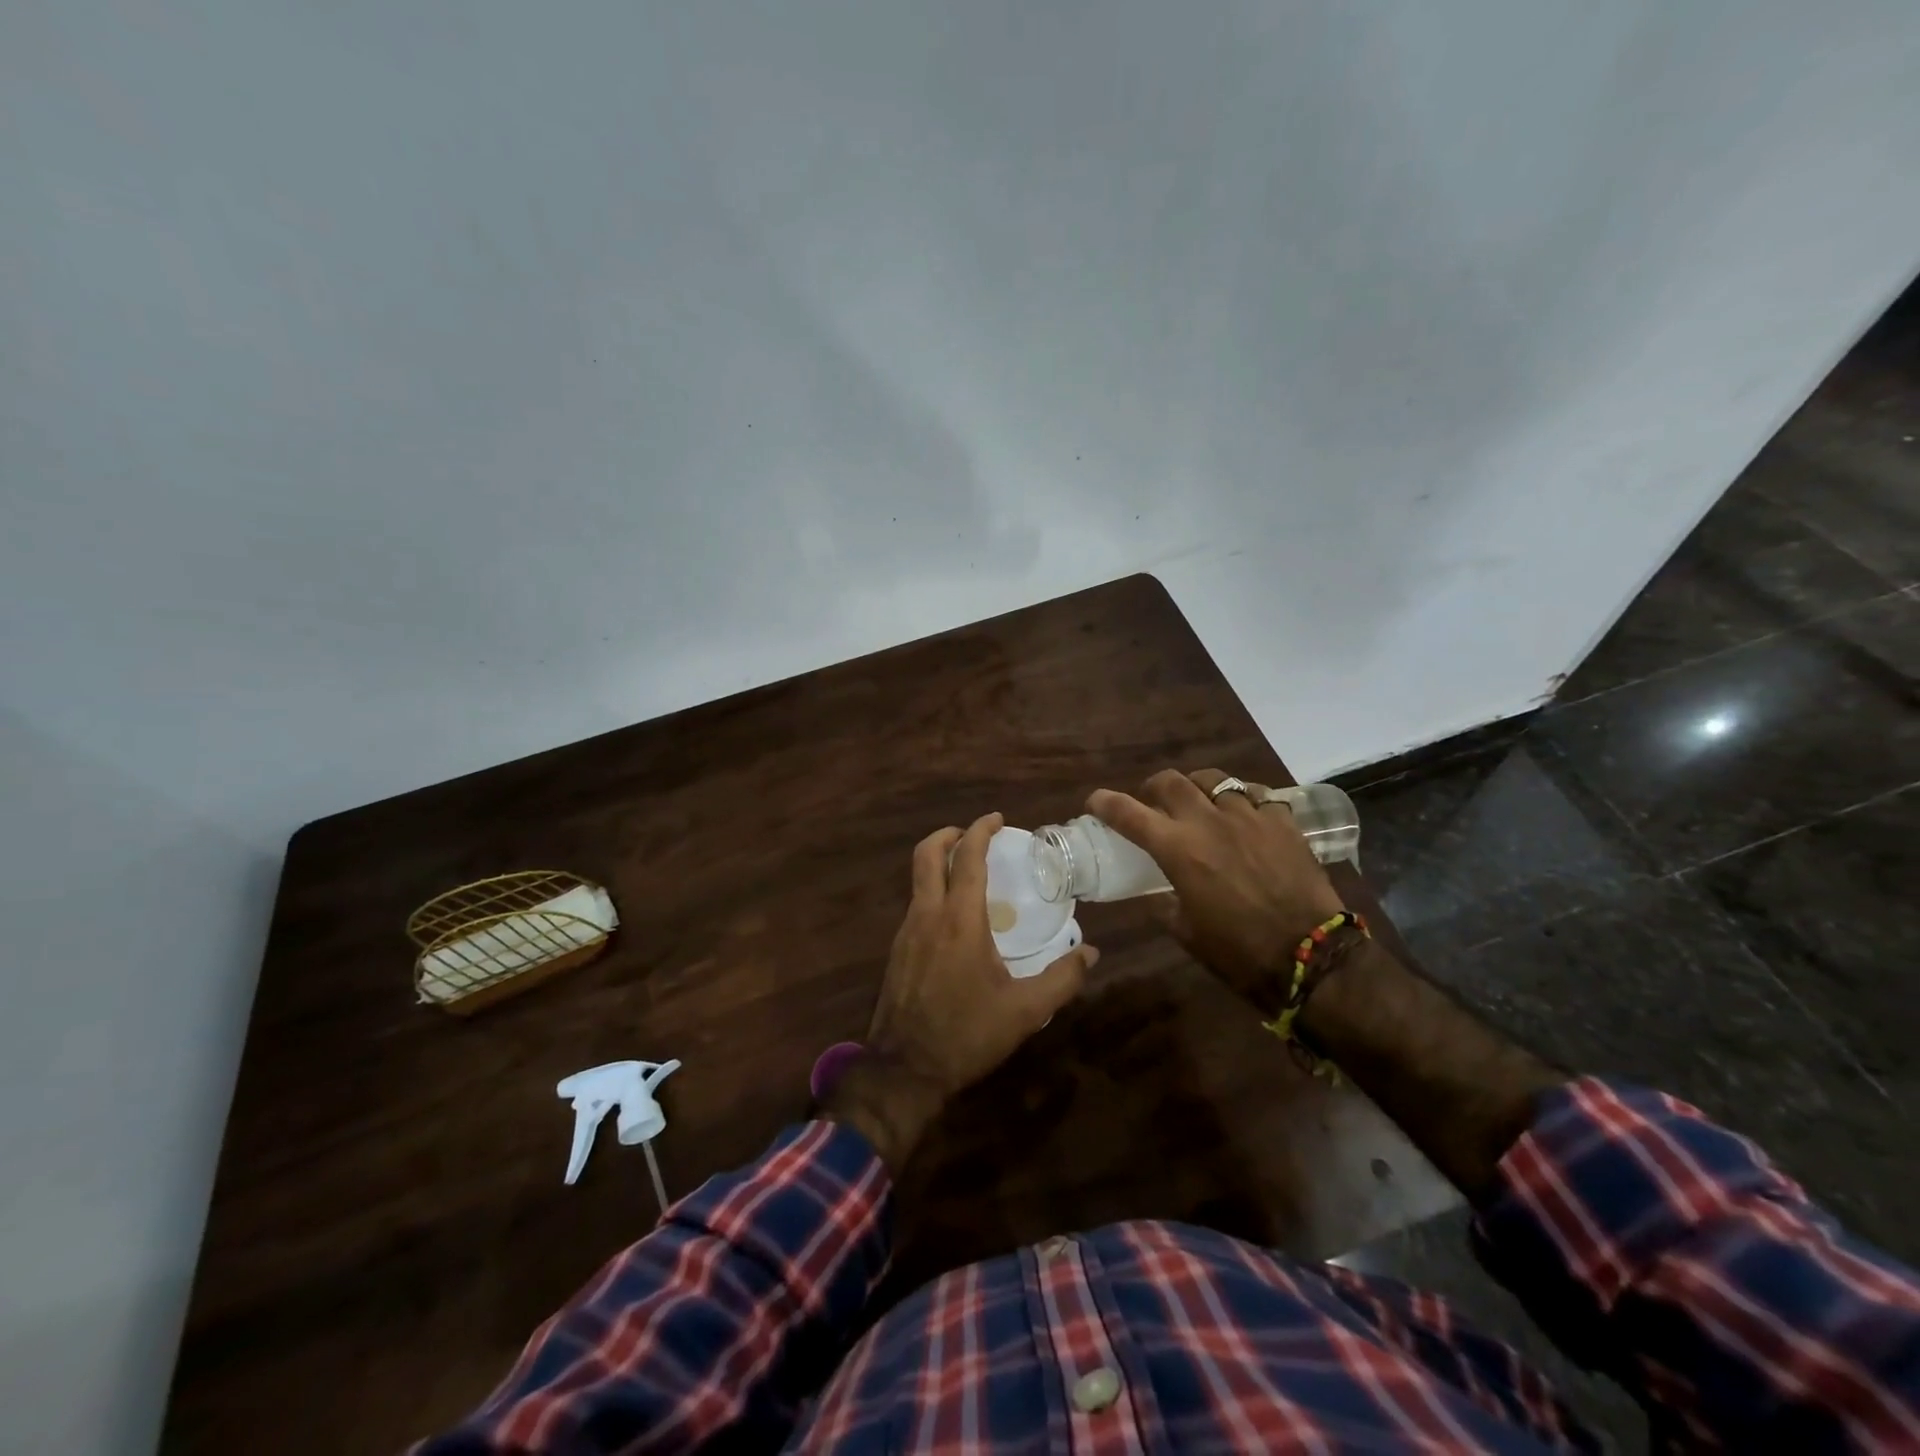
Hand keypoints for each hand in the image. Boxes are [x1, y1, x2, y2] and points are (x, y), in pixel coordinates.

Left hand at [825, 813, 1096, 1170]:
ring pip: (917, 878)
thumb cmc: (967, 1034)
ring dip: (939, 862)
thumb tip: (1092, 954)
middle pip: (927, 854)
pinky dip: (933, 890)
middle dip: (948, 834)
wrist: (904, 1069)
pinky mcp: (896, 949)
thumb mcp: (1025, 1011)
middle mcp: (928, 914)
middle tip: (973, 834)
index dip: (981, 831)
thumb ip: (1062, 979)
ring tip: (968, 873)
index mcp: (960, 920)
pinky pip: (915, 903)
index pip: (968, 858)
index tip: (997, 819)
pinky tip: (953, 916)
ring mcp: (906, 931)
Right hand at [1086, 769, 1343, 1012]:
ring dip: (1197, 787)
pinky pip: (1256, 794)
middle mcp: (1208, 822)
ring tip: (1200, 801)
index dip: (1106, 803)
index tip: (1095, 801)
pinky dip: (1242, 799)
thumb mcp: (1187, 933)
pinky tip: (1244, 814)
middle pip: (1170, 781)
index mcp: (1178, 850)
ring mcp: (1249, 816)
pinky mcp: (1282, 821)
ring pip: (1214, 780)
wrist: (1312, 956)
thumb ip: (1165, 905)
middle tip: (1152, 801)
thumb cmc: (1240, 952)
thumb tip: (1155, 894)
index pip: (1129, 813)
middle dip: (1153, 787)